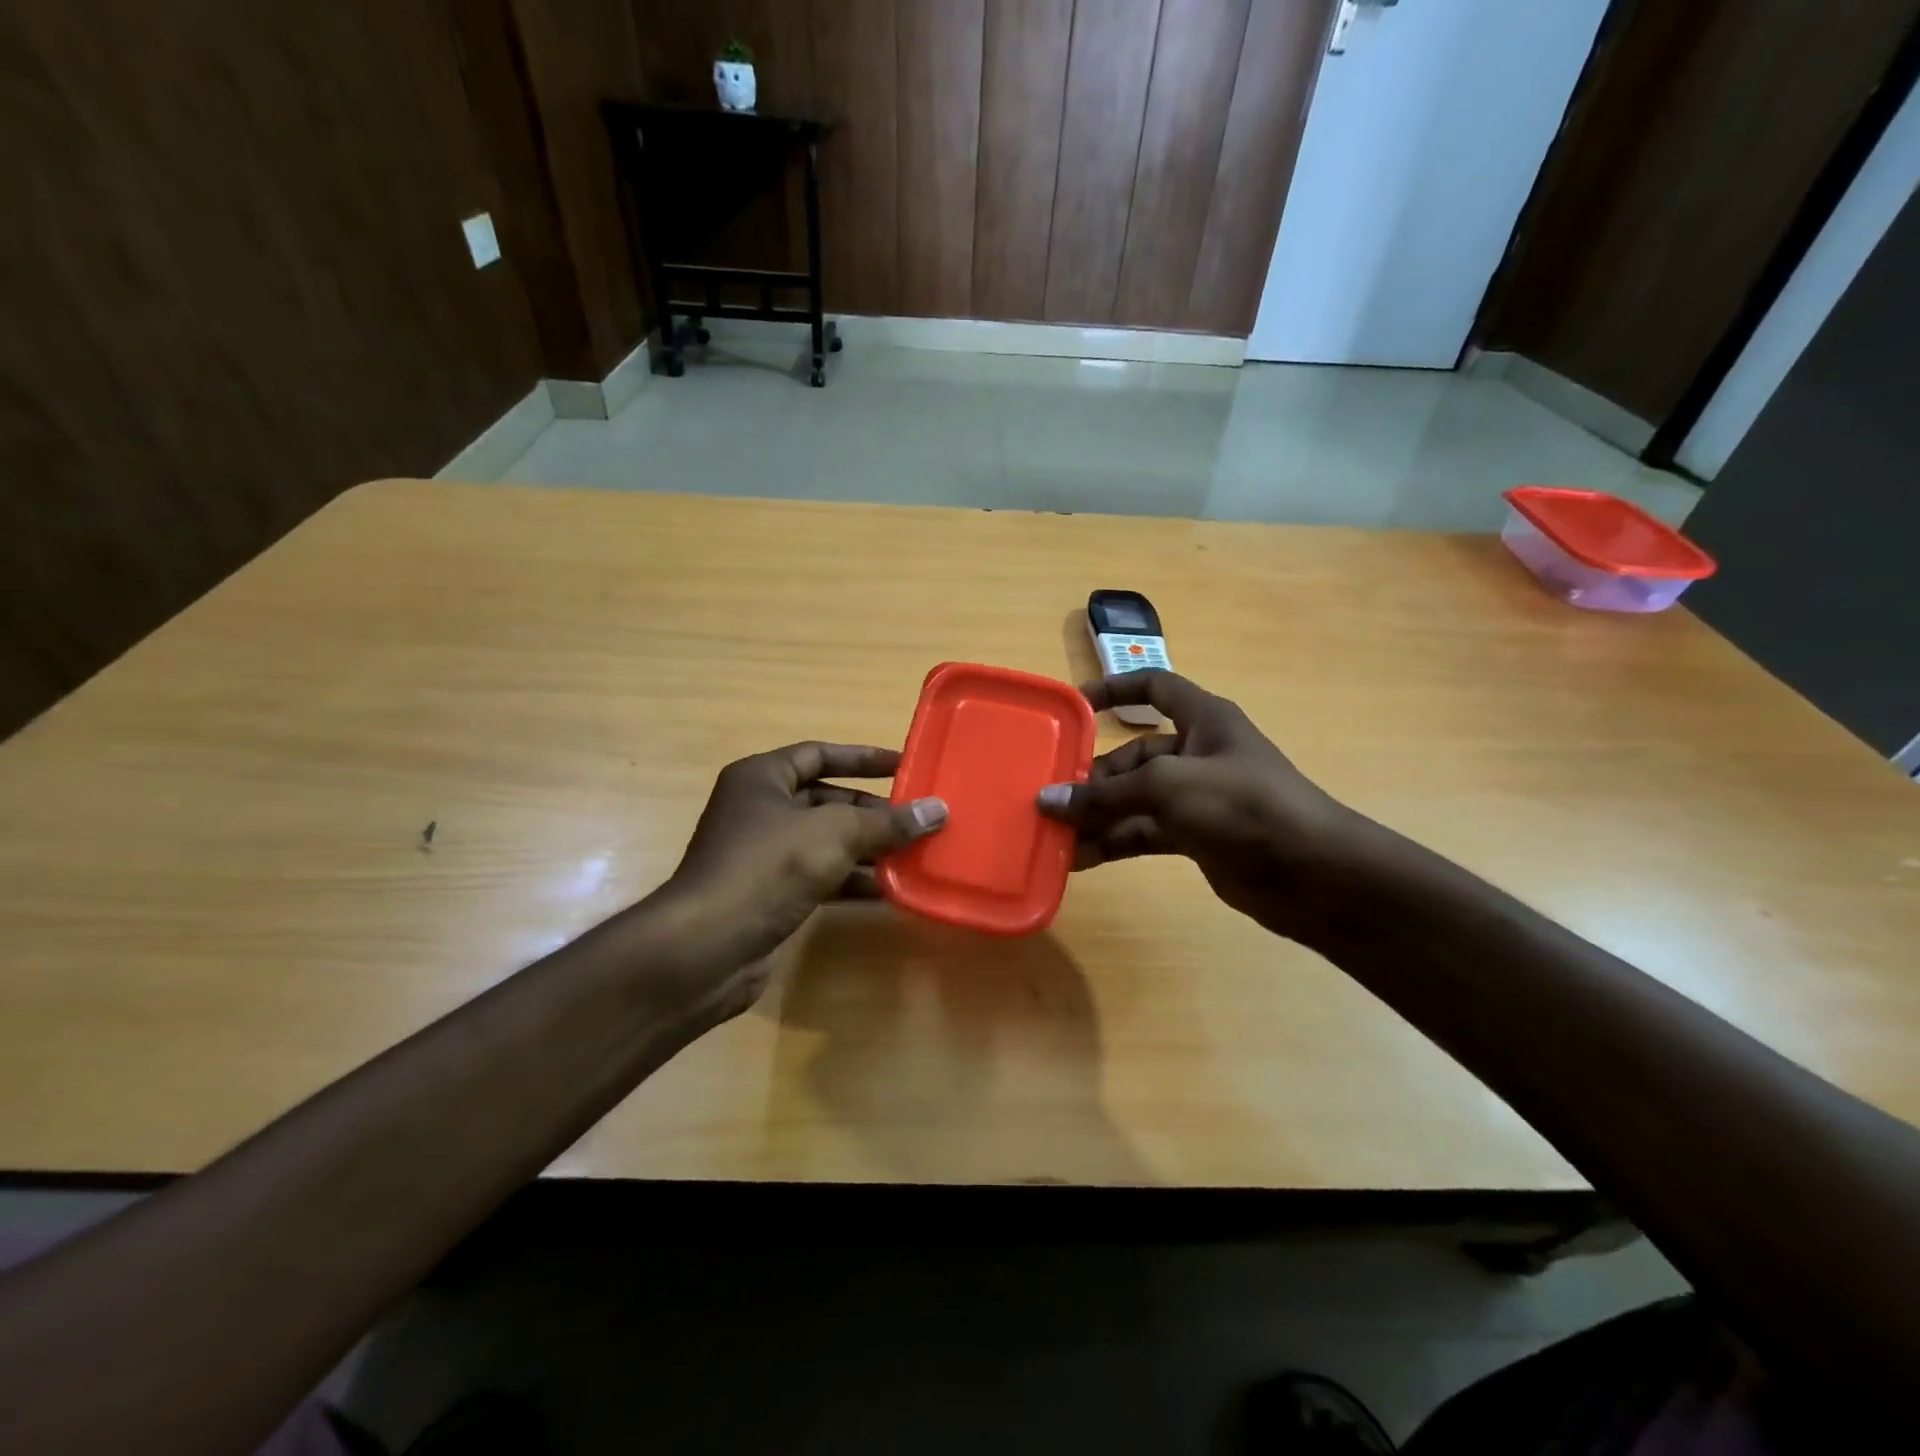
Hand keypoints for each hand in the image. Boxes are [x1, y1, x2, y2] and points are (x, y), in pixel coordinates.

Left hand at [657, 743, 946, 1011]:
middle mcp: (760, 809)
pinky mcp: (770, 894)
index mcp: (763, 778)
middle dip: (873, 811)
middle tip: (920, 818)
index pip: (820, 754)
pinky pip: (821, 877)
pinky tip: (889, 891)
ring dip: (868, 849)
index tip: (905, 764)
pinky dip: (852, 881)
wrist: (705, 948)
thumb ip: (887, 822)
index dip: (863, 757)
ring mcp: (763, 855)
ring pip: (826, 842)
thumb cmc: (767, 869)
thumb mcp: (833, 835)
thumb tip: (938, 810)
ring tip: (916, 854)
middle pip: (827, 800)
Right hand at [1036, 672, 1369, 942]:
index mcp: (1203, 719)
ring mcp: (1197, 798)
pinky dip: (1114, 842)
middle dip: (1093, 778)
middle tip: (1050, 801)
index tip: (1075, 707)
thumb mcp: (1168, 787)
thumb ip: (1106, 794)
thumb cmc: (1242, 806)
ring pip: (1135, 799)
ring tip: (1054, 836)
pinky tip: (1080, 859)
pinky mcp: (1196, 837)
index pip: (1154, 686)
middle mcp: (1198, 753)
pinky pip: (1144, 832)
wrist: (1312, 874)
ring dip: (1097, 816)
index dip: (1115, 689)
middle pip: (1133, 755)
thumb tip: (1047, 800)